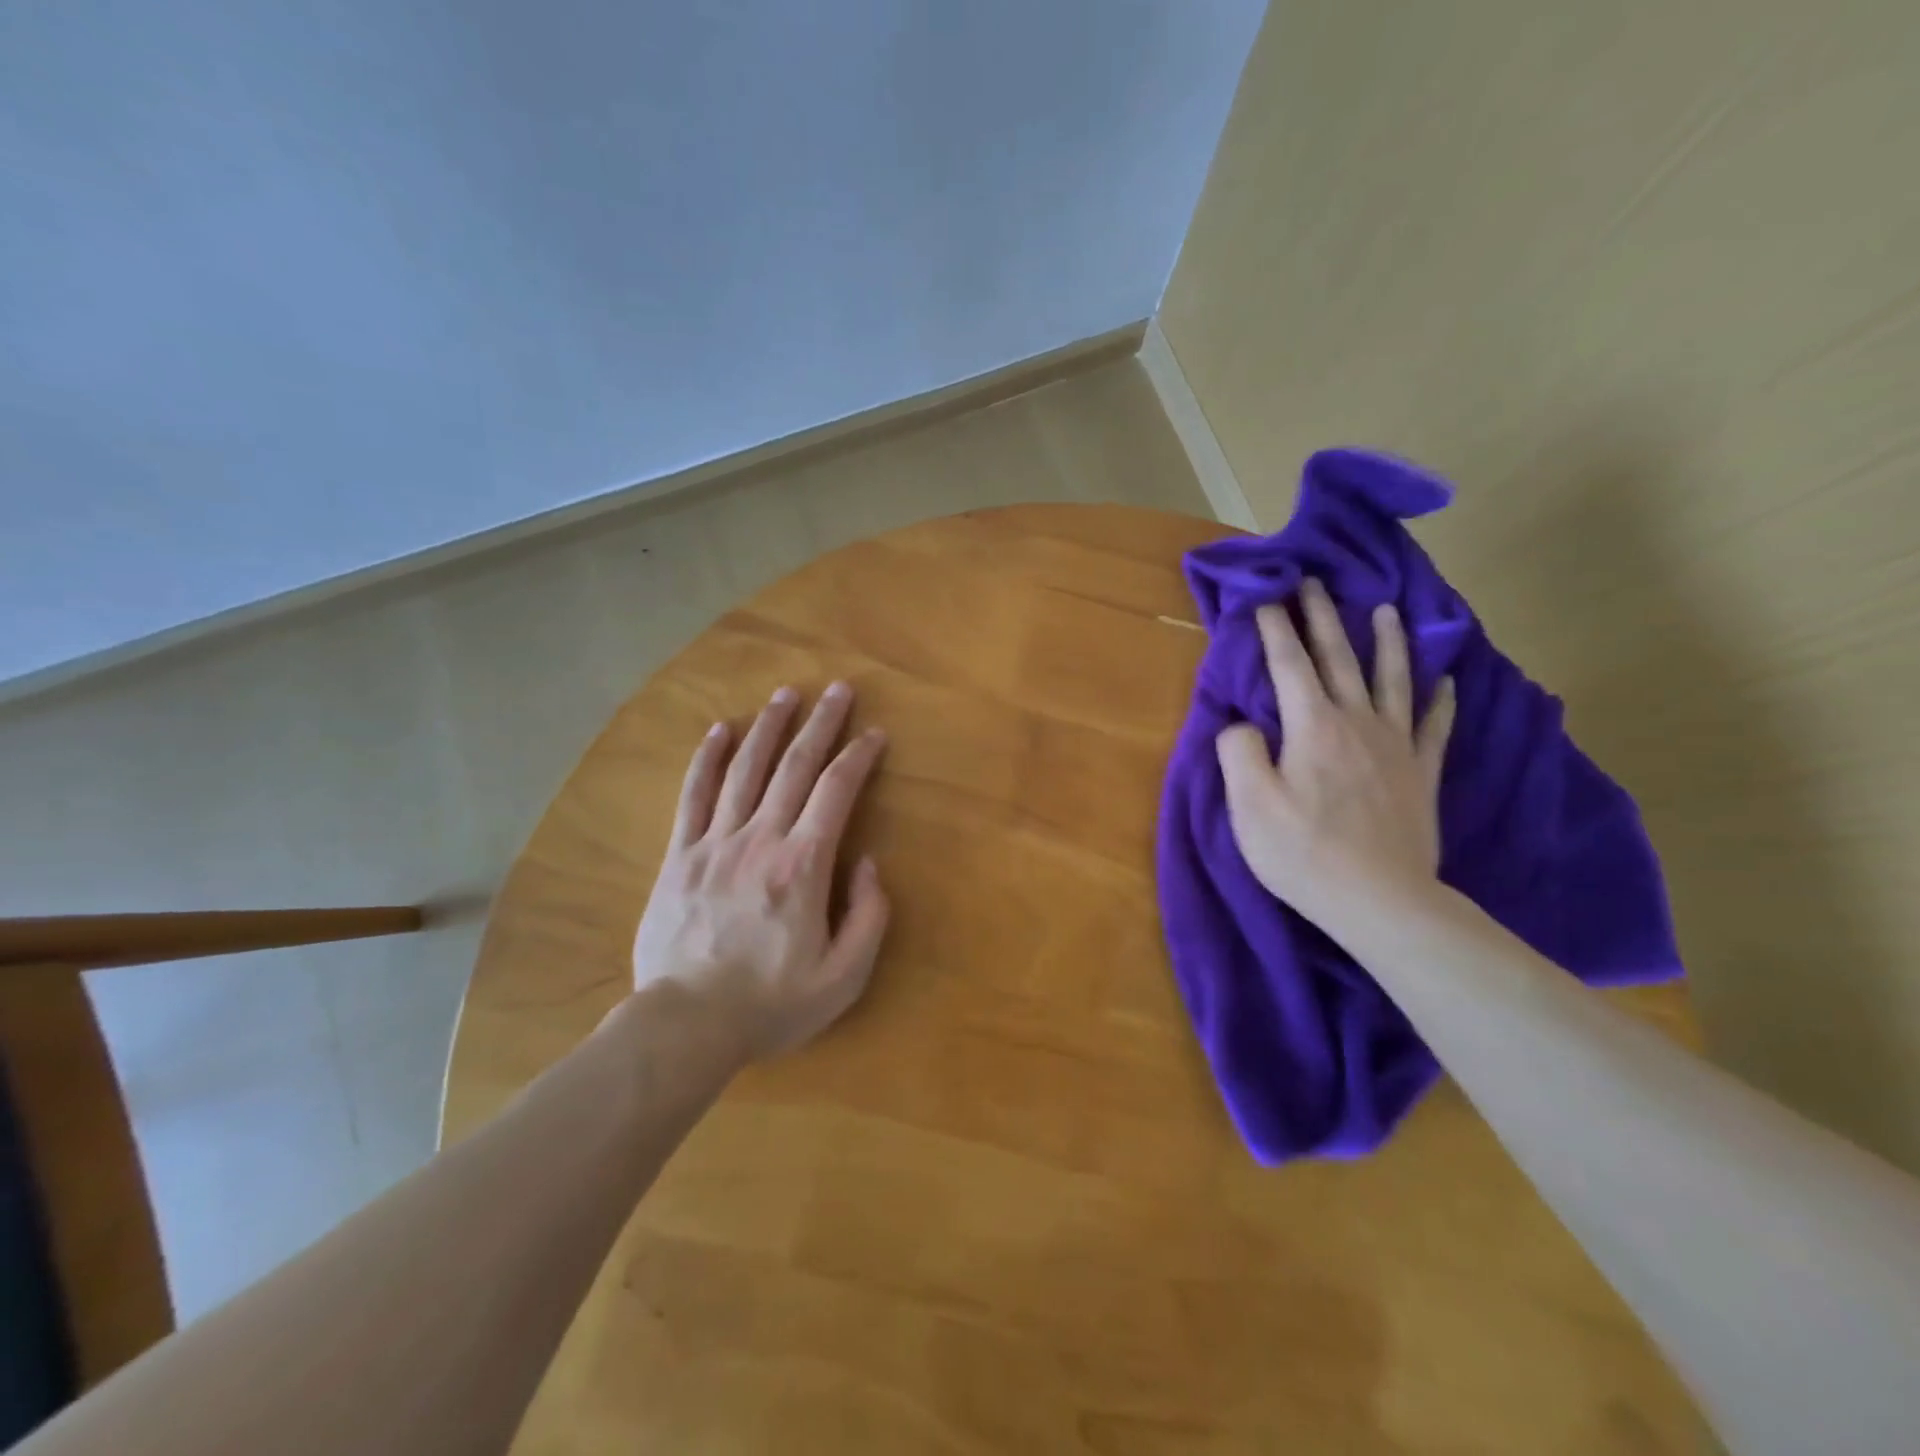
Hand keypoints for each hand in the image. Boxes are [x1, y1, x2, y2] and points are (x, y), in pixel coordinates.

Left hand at [630, 682, 889, 1059]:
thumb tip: (867, 862)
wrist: (686, 1027)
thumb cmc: (772, 1003)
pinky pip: (694, 795)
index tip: (875, 734)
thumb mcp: (845, 976)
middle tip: (838, 690)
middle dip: (821, 723)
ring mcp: (715, 843)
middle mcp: (761, 839)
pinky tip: (721, 730)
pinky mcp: (680, 856)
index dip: (859, 757)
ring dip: (769, 727)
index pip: (837, 791)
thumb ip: (869, 915)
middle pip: (795, 766)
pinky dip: (708, 758)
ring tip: (786, 694)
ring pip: (745, 769)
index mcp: (803, 865)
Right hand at [1215, 578, 1455, 929]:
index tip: (1265, 597)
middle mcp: (1357, 722)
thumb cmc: (1302, 852)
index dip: (1274, 628)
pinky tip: (1445, 680)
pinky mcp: (1421, 773)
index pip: (1288, 665)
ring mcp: (1395, 745)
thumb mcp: (1249, 805)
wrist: (1380, 899)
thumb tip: (1243, 724)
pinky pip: (1434, 724)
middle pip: (1339, 659)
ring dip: (1386, 642)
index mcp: (1312, 726)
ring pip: (1392, 679)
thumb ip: (1239, 752)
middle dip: (1323, 617)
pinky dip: (1439, 698)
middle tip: (1314, 582)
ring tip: (1384, 610)